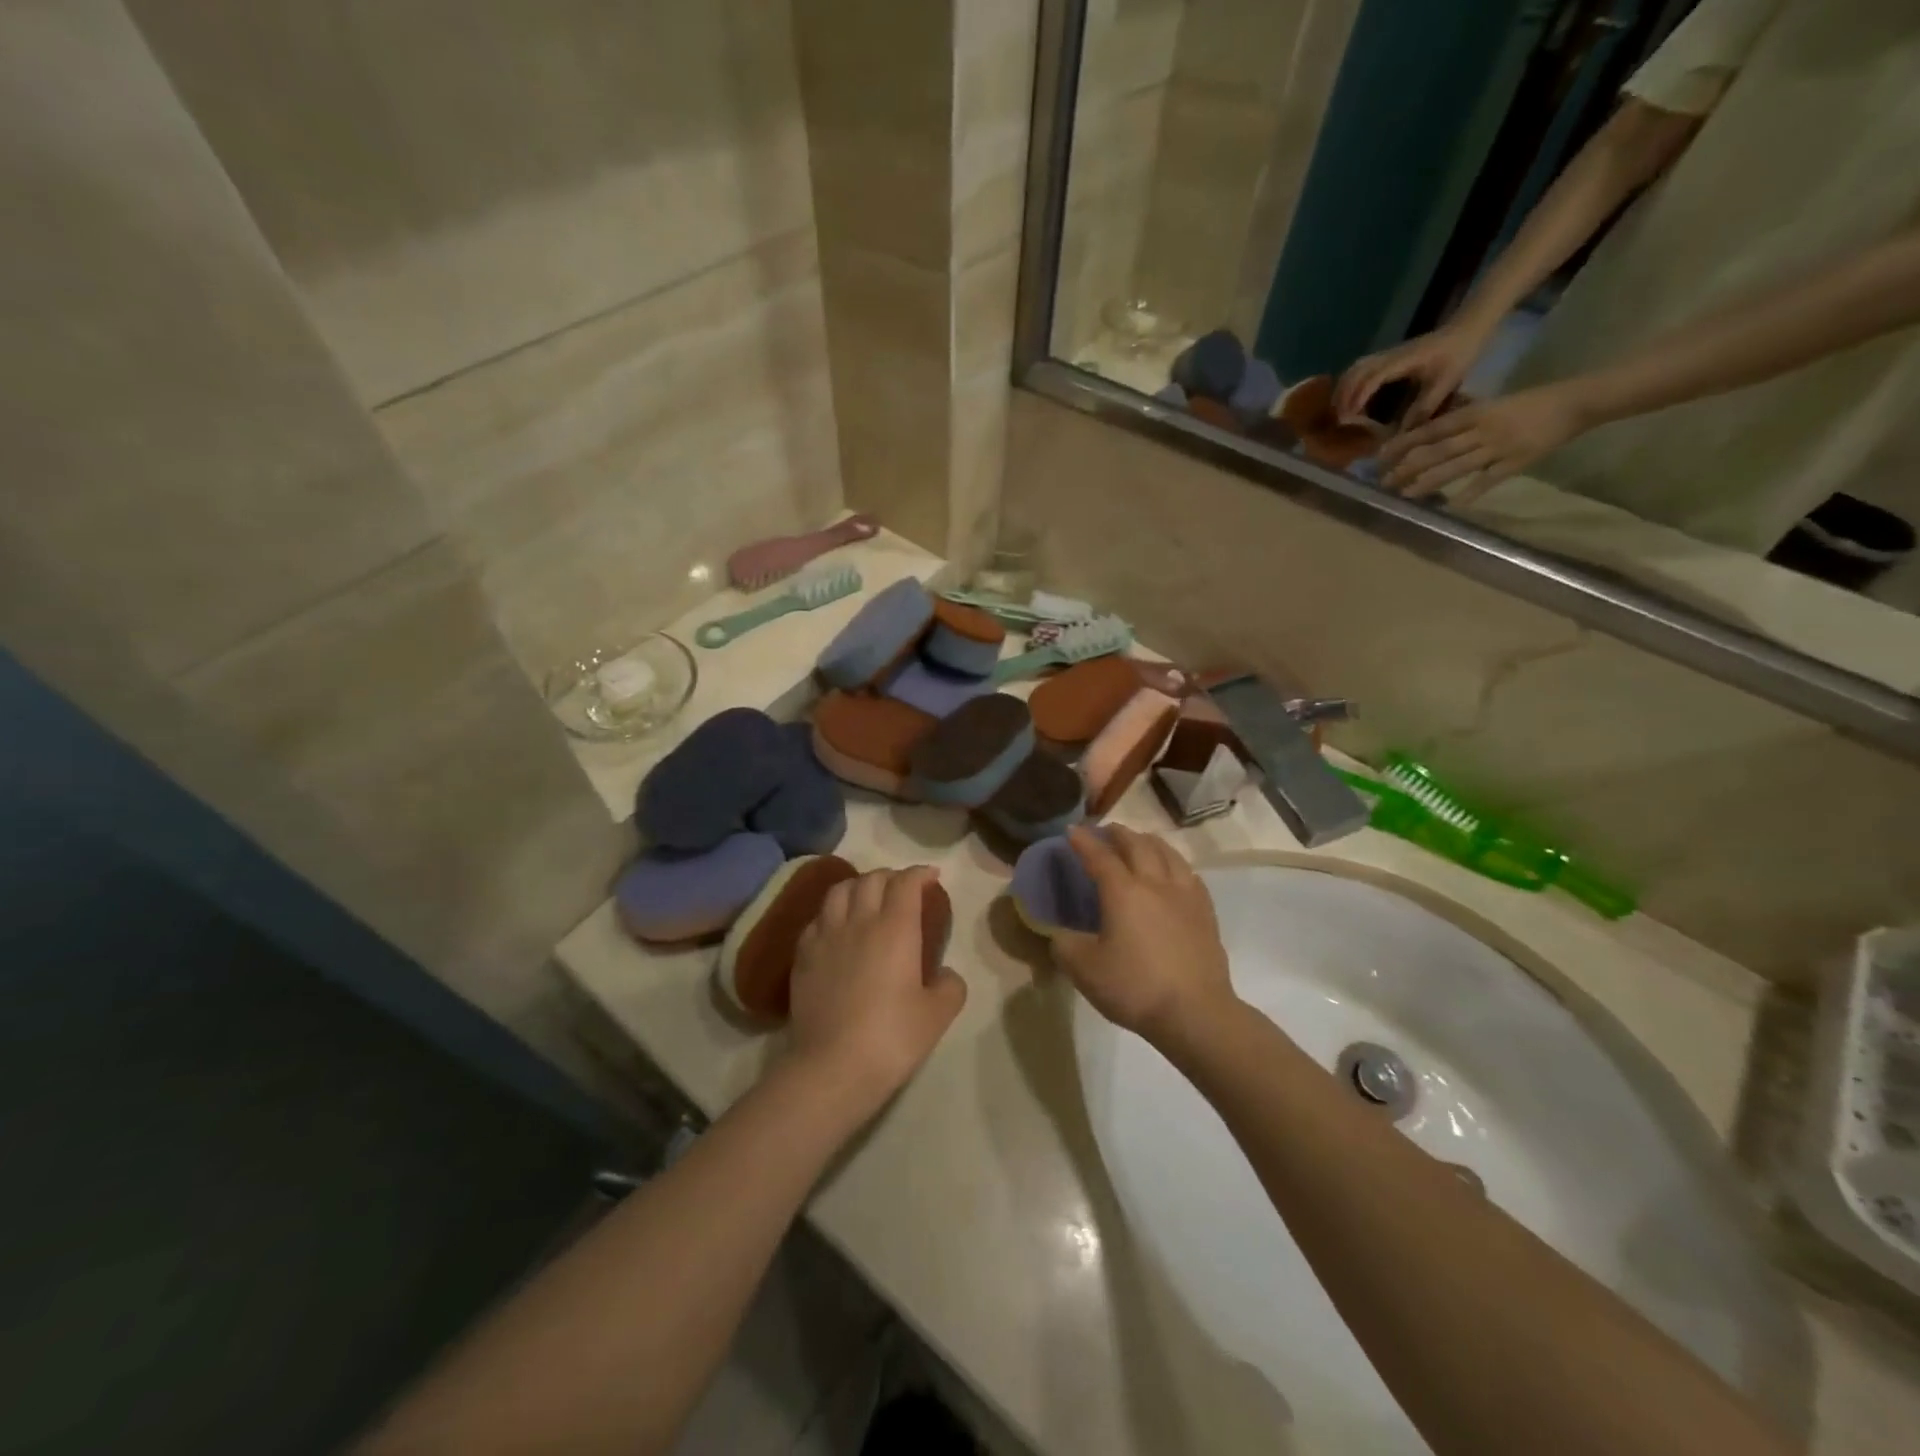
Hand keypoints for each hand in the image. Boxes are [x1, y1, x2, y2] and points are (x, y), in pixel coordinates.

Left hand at [785, 867, 965, 1113]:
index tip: (932, 877)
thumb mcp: (938, 1014)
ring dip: (858, 886)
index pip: (906, 883)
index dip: (920, 873)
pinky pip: (817, 919)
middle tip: (903, 888)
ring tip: (867, 898)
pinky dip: (832, 913)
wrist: (832, 1067)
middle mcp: (859, 921)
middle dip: (891, 876)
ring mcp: (825, 936)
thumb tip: (944, 974)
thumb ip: (950, 986)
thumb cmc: (892, 1038)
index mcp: (895, 928)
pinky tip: (837, 928)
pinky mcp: (802, 956)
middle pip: (872, 879)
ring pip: (839, 891)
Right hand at [1051, 826, 1237, 1051]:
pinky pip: (1189, 874)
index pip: (1099, 856)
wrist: (1195, 1012)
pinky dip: (1174, 863)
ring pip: (1168, 853)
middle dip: (1118, 833)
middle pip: (1137, 845)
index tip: (1071, 830)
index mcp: (1123, 891)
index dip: (1083, 841)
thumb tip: (1058, 934)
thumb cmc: (1135, 987)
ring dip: (1149, 841)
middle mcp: (1155, 883)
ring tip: (1140, 841)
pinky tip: (1174, 872)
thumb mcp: (1084, 970)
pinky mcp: (1206, 913)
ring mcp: (1185, 895)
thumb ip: (1064, 946)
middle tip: (1105, 831)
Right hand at [1334, 322, 1487, 427]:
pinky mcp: (1387, 355)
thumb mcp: (1446, 383)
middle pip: (1356, 372)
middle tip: (1339, 419)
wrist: (1467, 328)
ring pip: (1355, 368)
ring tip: (1340, 410)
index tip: (1350, 417)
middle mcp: (1390, 355)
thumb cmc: (1459, 354)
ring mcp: (1387, 353)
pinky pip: (1360, 368)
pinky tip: (1350, 397)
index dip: (1358, 397)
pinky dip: (1349, 382)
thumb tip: (1403, 433)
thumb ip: (1425, 407)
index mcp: (1404, 361)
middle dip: (1343, 395)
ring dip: (1343, 388)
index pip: (1373, 377)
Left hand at [1378, 383, 1589, 505]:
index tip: (1382, 455)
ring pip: (1456, 466)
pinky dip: (1469, 493)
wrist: (1576, 402)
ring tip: (1404, 494)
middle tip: (1384, 481)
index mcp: (1477, 413)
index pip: (1432, 429)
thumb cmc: (1530, 403)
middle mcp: (1483, 430)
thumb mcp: (1492, 405)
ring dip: (1427, 482)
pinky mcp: (1517, 462)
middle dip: (1408, 467)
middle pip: (1437, 450)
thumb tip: (1429, 435)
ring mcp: (1499, 447)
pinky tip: (1451, 506)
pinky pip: (1488, 480)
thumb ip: (1464, 421)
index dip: (1405, 443)